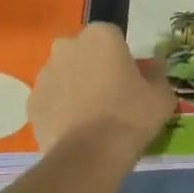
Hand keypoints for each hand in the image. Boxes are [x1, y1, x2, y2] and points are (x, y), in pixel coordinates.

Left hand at [30, 23, 175, 152]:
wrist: (89, 157)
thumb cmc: (130, 117)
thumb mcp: (161, 96)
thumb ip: (158, 75)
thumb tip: (154, 68)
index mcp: (101, 36)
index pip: (113, 37)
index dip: (122, 57)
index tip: (130, 79)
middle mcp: (68, 46)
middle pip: (84, 52)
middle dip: (94, 67)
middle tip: (111, 96)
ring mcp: (45, 73)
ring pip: (64, 74)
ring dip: (75, 86)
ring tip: (92, 117)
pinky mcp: (32, 101)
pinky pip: (52, 99)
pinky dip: (61, 109)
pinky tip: (75, 130)